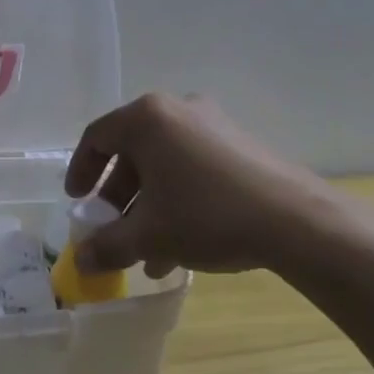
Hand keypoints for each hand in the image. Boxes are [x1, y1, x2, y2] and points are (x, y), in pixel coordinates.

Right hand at [63, 93, 331, 276]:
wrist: (294, 220)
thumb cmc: (206, 215)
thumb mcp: (149, 234)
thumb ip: (107, 246)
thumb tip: (82, 262)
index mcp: (148, 118)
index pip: (97, 137)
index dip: (81, 171)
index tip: (78, 203)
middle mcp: (178, 111)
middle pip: (133, 153)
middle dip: (119, 198)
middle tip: (113, 230)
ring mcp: (213, 125)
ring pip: (165, 166)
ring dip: (149, 208)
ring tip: (146, 254)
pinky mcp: (239, 146)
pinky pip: (193, 169)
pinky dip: (178, 201)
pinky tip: (180, 248)